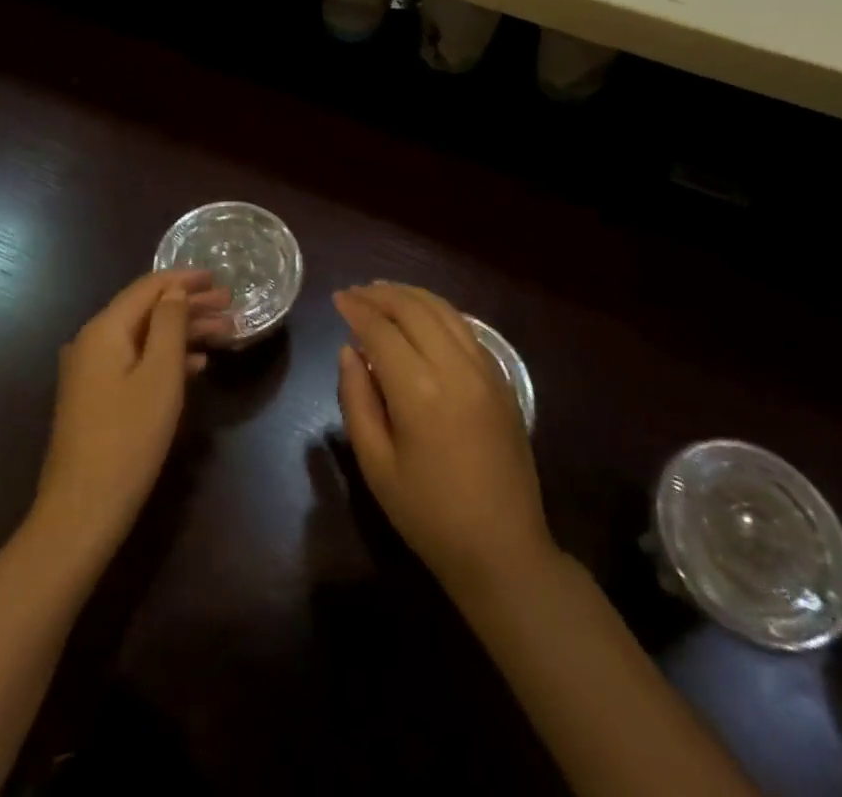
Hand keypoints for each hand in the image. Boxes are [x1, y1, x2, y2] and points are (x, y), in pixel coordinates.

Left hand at [32, 270, 229, 560]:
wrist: (82, 510)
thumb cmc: (128, 438)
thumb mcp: (160, 376)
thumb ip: (169, 324)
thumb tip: (174, 290)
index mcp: (104, 329)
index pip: (148, 287)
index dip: (184, 279)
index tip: (218, 277)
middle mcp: (92, 341)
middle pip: (147, 310)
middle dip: (189, 306)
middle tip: (230, 306)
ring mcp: (91, 371)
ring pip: (144, 337)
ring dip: (183, 332)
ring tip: (224, 334)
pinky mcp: (96, 397)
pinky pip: (136, 361)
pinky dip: (166, 357)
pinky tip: (196, 366)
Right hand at [335, 283, 553, 600]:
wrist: (503, 550)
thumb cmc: (429, 514)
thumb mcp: (376, 465)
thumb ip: (356, 400)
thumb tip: (349, 351)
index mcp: (420, 390)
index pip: (381, 330)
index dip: (357, 309)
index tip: (337, 298)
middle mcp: (455, 368)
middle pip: (414, 309)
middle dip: (381, 294)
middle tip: (356, 292)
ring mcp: (485, 370)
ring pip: (444, 311)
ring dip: (411, 295)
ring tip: (384, 291)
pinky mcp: (502, 380)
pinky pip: (466, 329)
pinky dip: (439, 312)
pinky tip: (423, 316)